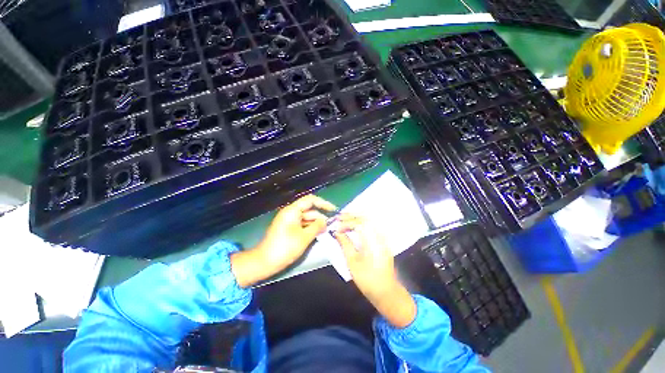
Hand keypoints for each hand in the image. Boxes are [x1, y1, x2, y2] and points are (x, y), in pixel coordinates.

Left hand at [231, 195, 335, 286]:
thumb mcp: (304, 237)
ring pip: (307, 218)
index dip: (323, 203)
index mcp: (292, 211)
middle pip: (309, 210)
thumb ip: (317, 227)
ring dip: (316, 223)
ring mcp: (289, 221)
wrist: (264, 262)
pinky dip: (310, 228)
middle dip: (321, 216)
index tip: (333, 210)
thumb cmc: (285, 248)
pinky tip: (318, 234)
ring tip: (327, 231)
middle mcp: (291, 213)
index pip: (310, 200)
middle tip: (332, 225)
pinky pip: (302, 224)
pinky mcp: (288, 228)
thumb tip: (326, 221)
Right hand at [333, 215, 415, 327]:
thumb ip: (345, 243)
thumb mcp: (352, 262)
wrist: (386, 291)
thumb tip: (337, 232)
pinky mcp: (382, 240)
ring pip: (368, 221)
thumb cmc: (367, 279)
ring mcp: (382, 237)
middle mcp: (379, 235)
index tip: (335, 226)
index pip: (358, 223)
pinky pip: (371, 226)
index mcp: (372, 240)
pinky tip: (353, 226)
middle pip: (364, 218)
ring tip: (343, 220)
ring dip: (355, 219)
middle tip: (337, 218)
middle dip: (350, 217)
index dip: (345, 222)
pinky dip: (361, 224)